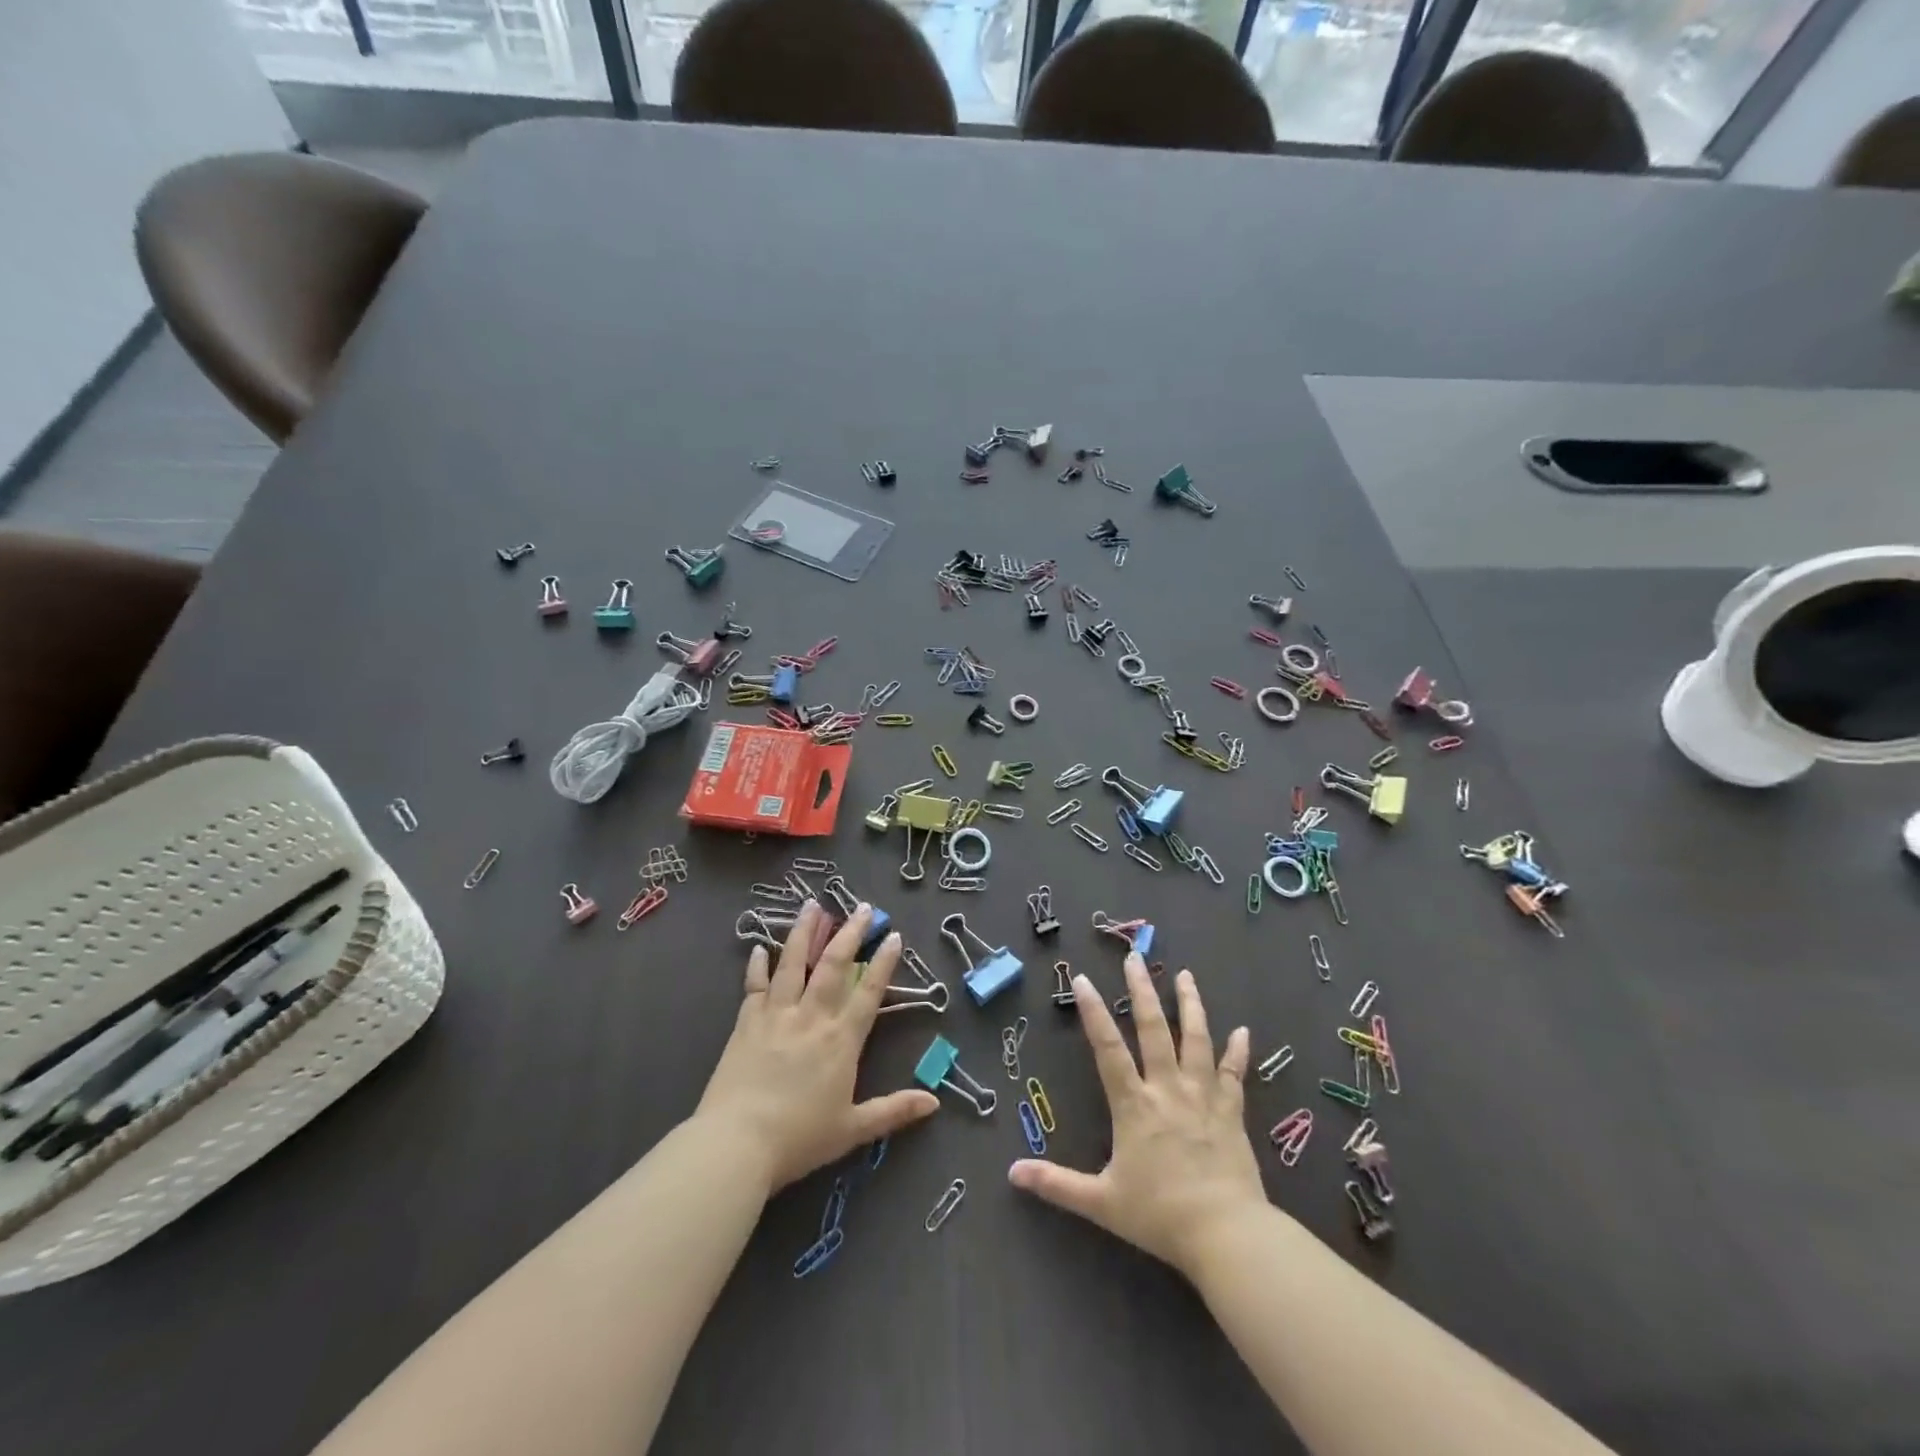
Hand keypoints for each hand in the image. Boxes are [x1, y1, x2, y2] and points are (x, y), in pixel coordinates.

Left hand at [696, 901, 938, 1193]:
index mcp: (841, 1040)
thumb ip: (894, 1111)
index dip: (883, 963)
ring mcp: (777, 1015)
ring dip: (805, 932)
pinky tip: (760, 947)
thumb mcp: (853, 1129)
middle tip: (861, 907)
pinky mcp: (746, 1022)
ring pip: (793, 963)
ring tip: (813, 905)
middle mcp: (812, 1017)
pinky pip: (754, 986)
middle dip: (850, 933)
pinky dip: (758, 965)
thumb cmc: (799, 1139)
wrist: (736, 1144)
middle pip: (834, 965)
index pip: (869, 992)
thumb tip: (935, 1103)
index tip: (893, 935)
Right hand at [1009, 956, 1264, 1278]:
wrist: (1227, 1235)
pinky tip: (1243, 1030)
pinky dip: (1238, 1051)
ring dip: (1190, 1005)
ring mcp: (1203, 1097)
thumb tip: (1012, 1172)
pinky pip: (1235, 1075)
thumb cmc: (1160, 1216)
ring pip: (1196, 1040)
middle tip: (1135, 957)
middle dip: (1142, 991)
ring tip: (1185, 975)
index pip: (1107, 1048)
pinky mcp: (1231, 1113)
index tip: (1082, 978)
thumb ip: (1057, 1184)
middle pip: (1154, 1030)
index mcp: (1134, 1105)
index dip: (1093, 1012)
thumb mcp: (1101, 1203)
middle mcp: (1167, 1089)